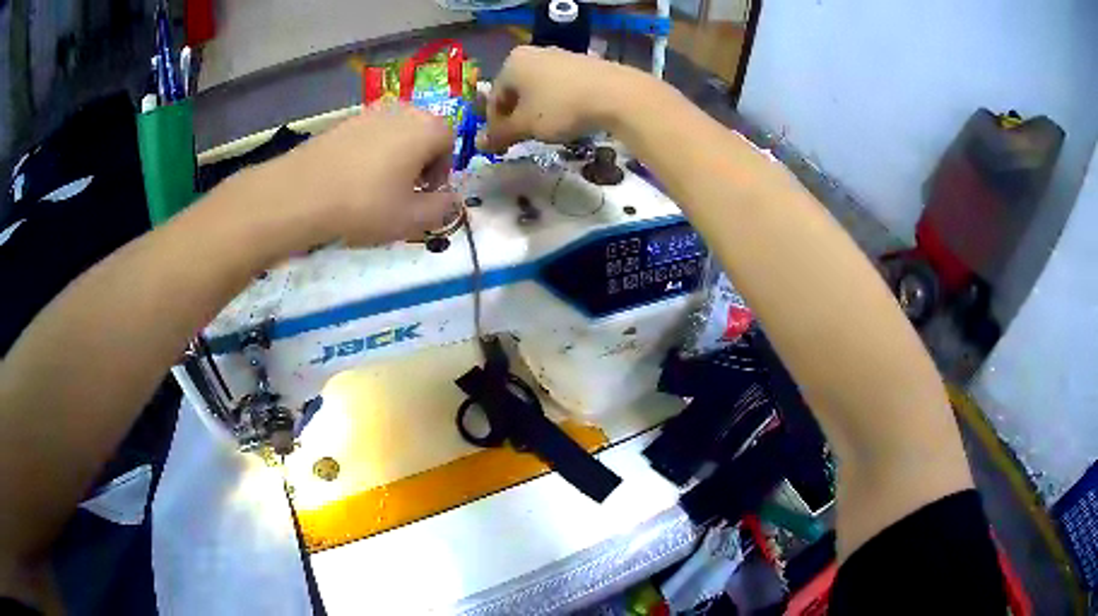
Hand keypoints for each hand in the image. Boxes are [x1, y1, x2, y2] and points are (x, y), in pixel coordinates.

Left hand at [263, 102, 456, 246]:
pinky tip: (351, 181)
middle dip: (419, 162)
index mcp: (427, 127)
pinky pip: (368, 137)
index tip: (424, 195)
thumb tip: (452, 201)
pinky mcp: (343, 122)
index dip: (442, 172)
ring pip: (395, 134)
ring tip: (375, 189)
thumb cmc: (365, 205)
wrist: (301, 194)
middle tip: (403, 193)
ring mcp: (369, 112)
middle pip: (422, 134)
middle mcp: (403, 110)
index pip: (449, 143)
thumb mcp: (411, 219)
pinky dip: (368, 155)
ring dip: (394, 158)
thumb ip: (441, 209)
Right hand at [478, 46, 645, 151]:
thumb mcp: (526, 125)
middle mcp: (533, 53)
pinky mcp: (584, 63)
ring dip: (537, 111)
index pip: (494, 97)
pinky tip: (569, 118)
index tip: (502, 146)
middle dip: (517, 116)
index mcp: (512, 62)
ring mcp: (561, 55)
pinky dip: (558, 103)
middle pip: (516, 91)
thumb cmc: (560, 108)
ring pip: (539, 89)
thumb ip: (501, 134)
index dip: (495, 125)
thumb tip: (479, 144)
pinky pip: (561, 86)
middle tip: (523, 139)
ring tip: (548, 131)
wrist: (617, 95)